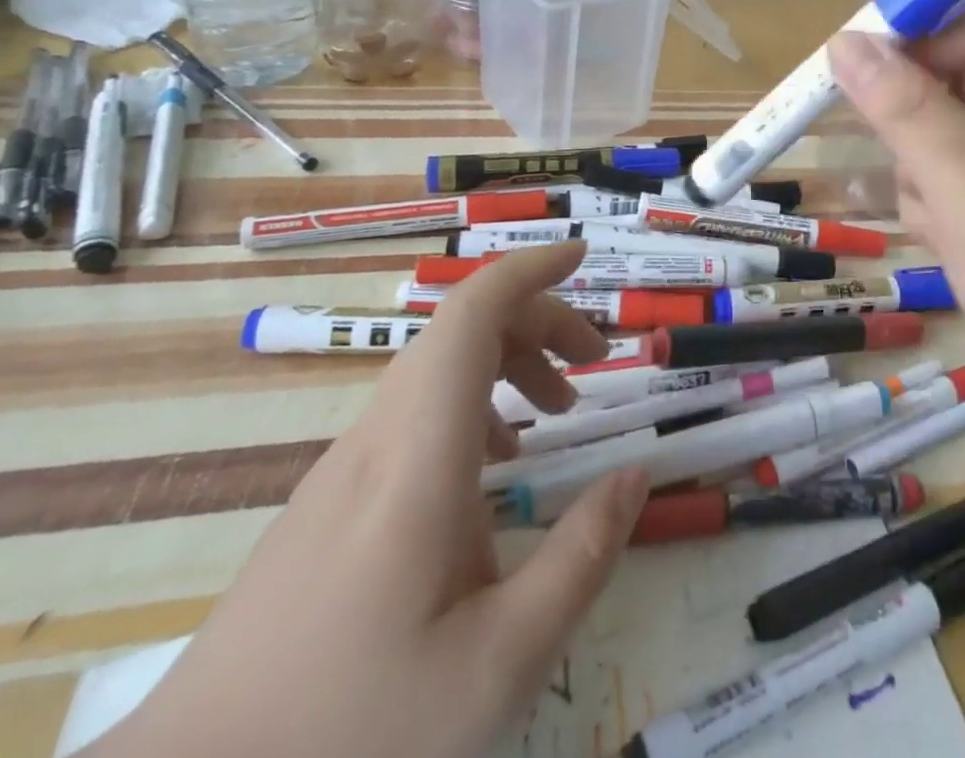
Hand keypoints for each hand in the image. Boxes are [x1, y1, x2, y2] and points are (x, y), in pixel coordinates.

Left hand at [90, 242, 650, 757]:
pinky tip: (495, 465)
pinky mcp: (328, 500)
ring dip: (507, 360)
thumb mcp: (499, 663)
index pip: (471, 315)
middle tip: (596, 360)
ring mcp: (344, 467)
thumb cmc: (352, 737)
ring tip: (558, 407)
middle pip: (462, 329)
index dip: (529, 269)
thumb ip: (580, 558)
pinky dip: (473, 403)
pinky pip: (414, 411)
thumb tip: (635, 475)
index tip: (581, 254)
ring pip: (436, 367)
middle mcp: (378, 438)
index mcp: (420, 455)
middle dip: (539, 319)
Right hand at [829, 13, 964, 441]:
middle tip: (916, 183)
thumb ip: (904, 109)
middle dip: (928, 137)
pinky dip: (953, 207)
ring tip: (951, 234)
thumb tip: (843, 40)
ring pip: (959, 136)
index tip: (847, 72)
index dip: (912, 45)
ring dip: (935, 180)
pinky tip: (962, 251)